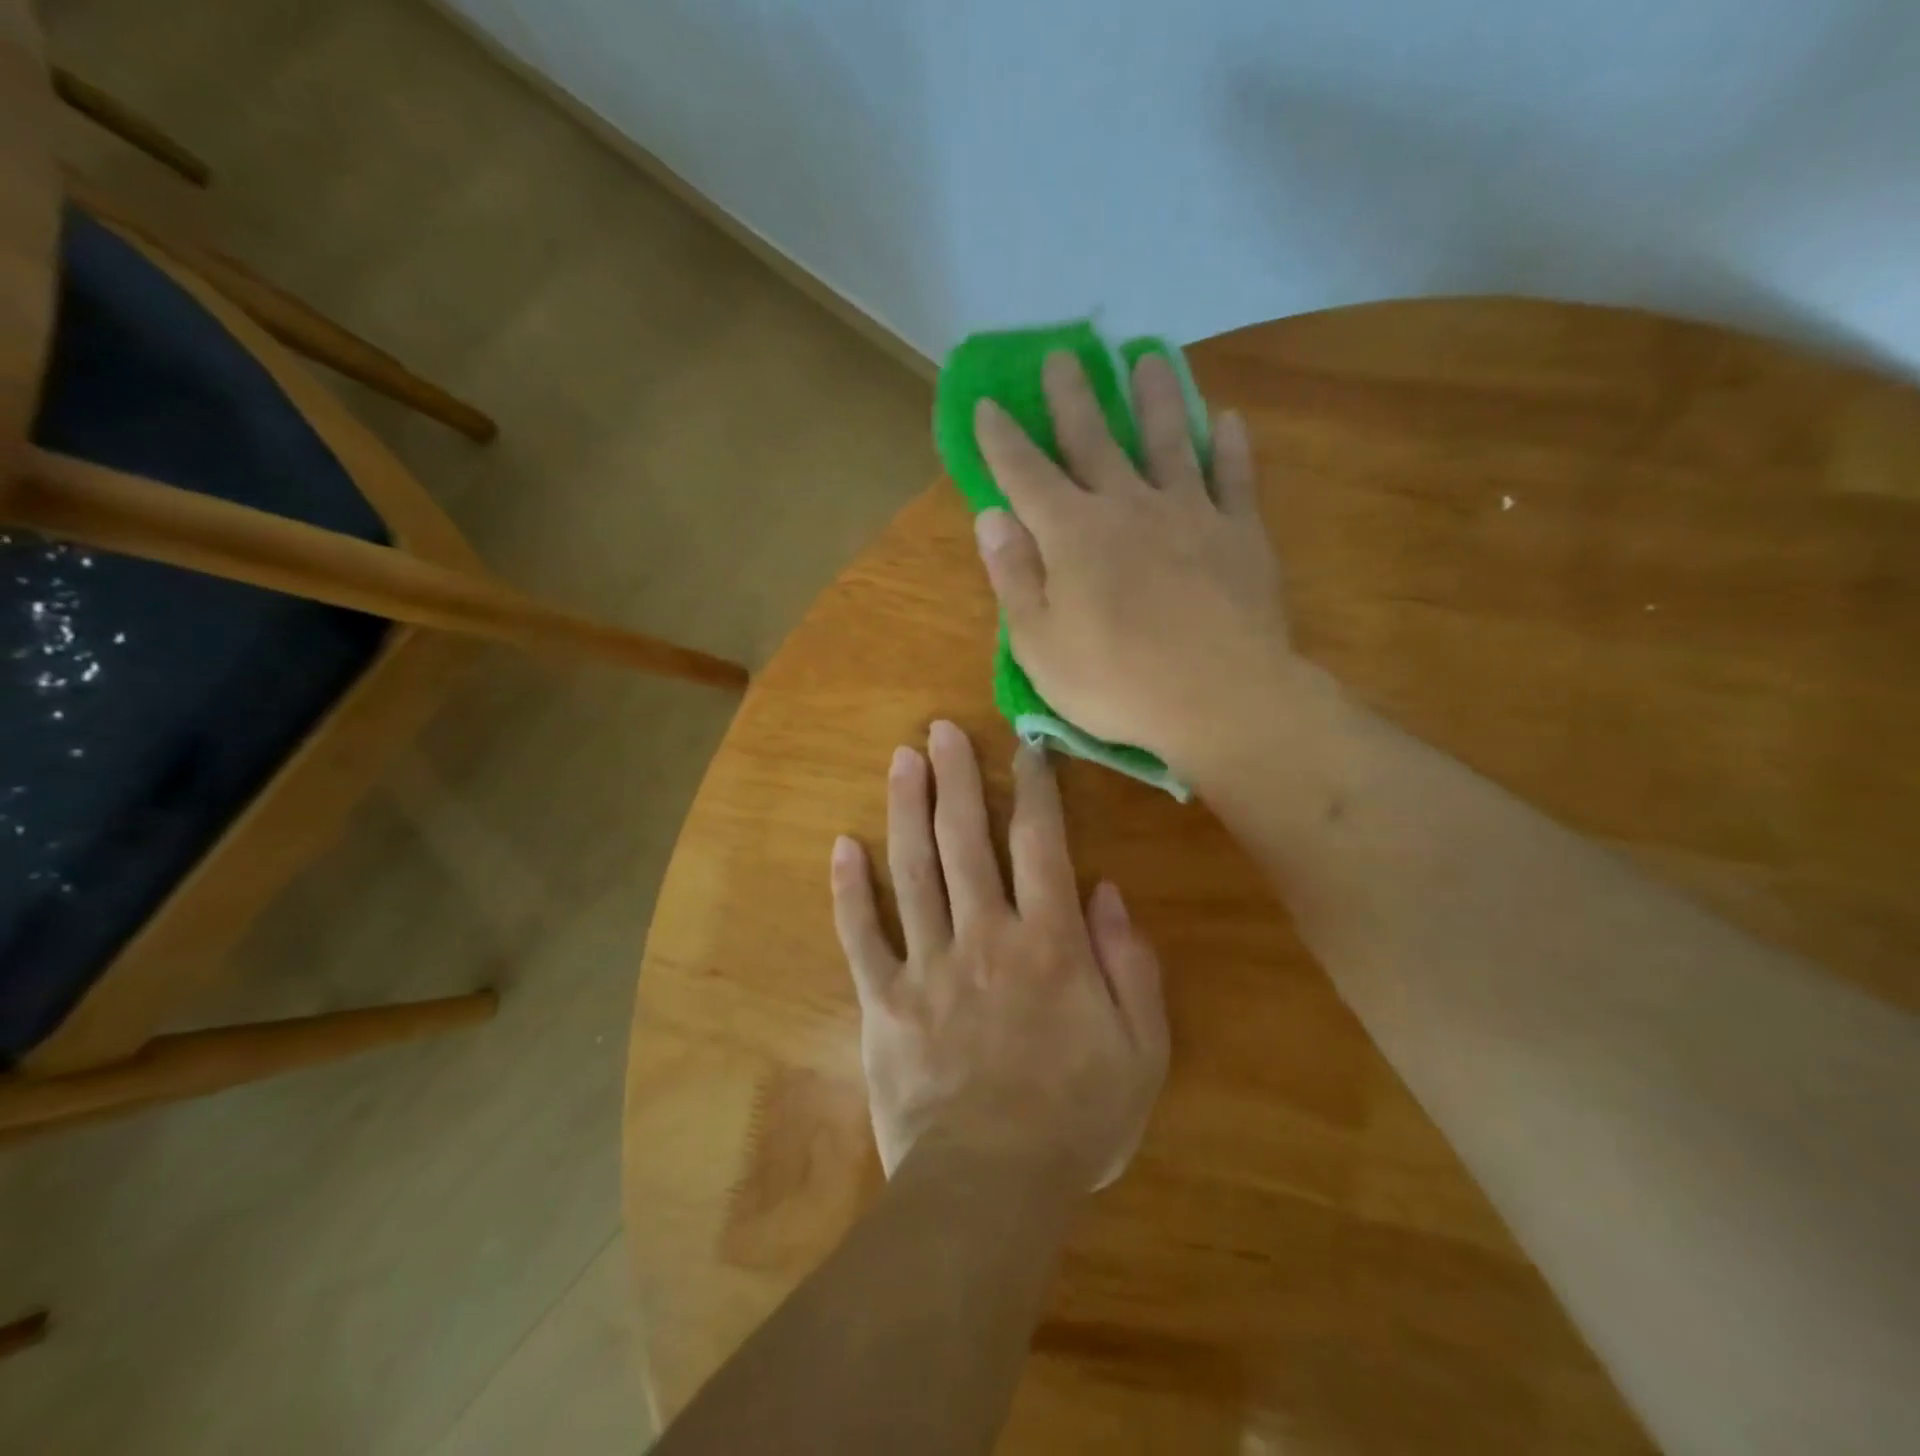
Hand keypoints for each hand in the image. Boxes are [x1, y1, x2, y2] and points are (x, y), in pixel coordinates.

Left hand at [830, 721, 1168, 1190]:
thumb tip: (1107, 893)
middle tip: (940, 729)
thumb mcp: (1140, 1051)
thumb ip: (1131, 966)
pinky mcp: (884, 1000)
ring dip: (906, 811)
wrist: (991, 1188)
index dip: (1034, 790)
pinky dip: (849, 891)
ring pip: (913, 871)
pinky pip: (862, 936)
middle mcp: (985, 936)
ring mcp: (927, 965)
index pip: (1041, 845)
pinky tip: (841, 846)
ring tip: (901, 760)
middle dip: (956, 779)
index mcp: (1049, 944)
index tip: (1024, 749)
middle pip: (967, 841)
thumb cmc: (1075, 1121)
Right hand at [971, 351, 1295, 777]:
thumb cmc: (1116, 682)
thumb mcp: (1039, 645)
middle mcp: (1128, 506)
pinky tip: (1226, 419)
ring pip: (1168, 440)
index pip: (1025, 474)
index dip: (1002, 439)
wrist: (1220, 700)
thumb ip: (1014, 577)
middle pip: (1094, 438)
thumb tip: (991, 518)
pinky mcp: (1240, 534)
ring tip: (1148, 358)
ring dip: (1155, 397)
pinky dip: (1230, 446)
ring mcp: (1190, 513)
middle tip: (1064, 354)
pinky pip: (1234, 478)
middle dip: (1073, 396)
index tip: (988, 403)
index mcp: (1072, 534)